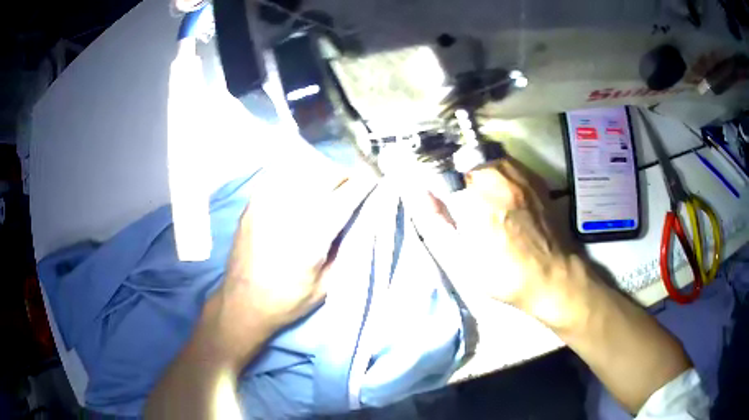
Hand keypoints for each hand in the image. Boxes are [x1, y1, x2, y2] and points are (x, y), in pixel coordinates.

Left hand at [207, 173, 369, 365]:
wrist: (242, 303)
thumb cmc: (287, 301)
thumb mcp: (326, 285)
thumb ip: (345, 250)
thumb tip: (358, 219)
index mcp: (311, 236)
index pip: (344, 197)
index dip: (363, 184)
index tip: (374, 181)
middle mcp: (288, 212)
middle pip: (323, 174)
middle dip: (343, 177)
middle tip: (350, 187)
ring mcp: (266, 203)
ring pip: (301, 169)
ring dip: (320, 174)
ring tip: (325, 187)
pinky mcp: (252, 203)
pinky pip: (280, 176)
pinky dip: (296, 177)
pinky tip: (300, 190)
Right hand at [414, 157, 585, 328]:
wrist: (553, 275)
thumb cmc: (505, 274)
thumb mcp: (464, 257)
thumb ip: (441, 221)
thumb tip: (424, 195)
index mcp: (475, 203)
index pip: (440, 174)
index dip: (432, 182)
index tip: (432, 192)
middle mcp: (496, 180)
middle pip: (462, 158)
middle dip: (453, 173)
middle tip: (456, 194)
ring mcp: (518, 175)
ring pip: (485, 155)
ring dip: (473, 167)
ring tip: (476, 189)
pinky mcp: (534, 177)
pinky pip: (506, 160)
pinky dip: (495, 168)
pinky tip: (498, 188)